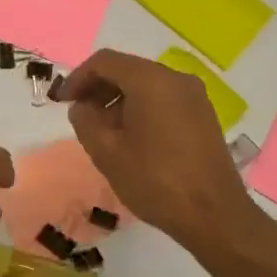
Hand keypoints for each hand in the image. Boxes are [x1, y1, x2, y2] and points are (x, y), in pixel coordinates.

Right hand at [59, 49, 264, 246]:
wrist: (214, 215)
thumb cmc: (155, 181)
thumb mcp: (106, 152)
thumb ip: (84, 120)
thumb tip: (83, 106)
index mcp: (151, 80)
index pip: (105, 61)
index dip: (78, 77)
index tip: (62, 101)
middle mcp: (176, 79)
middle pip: (127, 69)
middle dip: (99, 88)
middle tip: (79, 114)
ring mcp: (194, 96)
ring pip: (146, 85)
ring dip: (119, 99)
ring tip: (103, 131)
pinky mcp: (203, 115)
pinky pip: (164, 99)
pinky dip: (141, 108)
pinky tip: (131, 137)